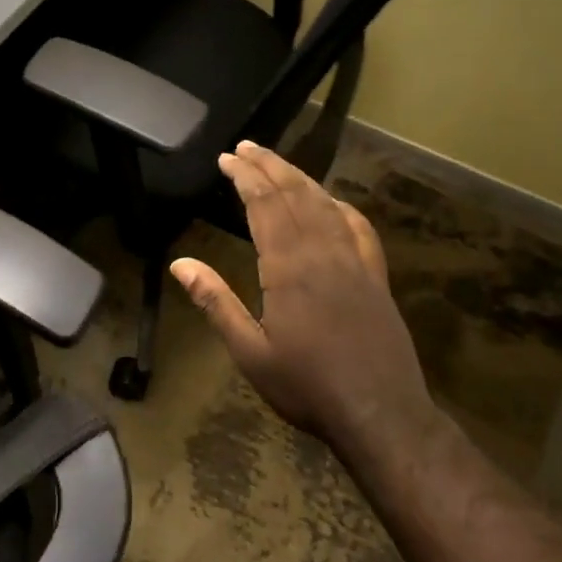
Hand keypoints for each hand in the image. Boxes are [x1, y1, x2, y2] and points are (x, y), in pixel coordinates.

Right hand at [169, 141, 431, 445]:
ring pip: (326, 204)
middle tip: (246, 147)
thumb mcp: (250, 352)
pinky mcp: (376, 277)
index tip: (227, 158)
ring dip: (300, 177)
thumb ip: (215, 303)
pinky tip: (331, 201)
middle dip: (269, 166)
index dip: (245, 176)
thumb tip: (180, 263)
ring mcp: (355, 262)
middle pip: (295, 194)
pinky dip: (340, 206)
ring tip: (277, 162)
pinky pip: (359, 228)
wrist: (381, 414)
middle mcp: (323, 253)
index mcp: (289, 267)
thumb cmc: (307, 386)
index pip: (265, 204)